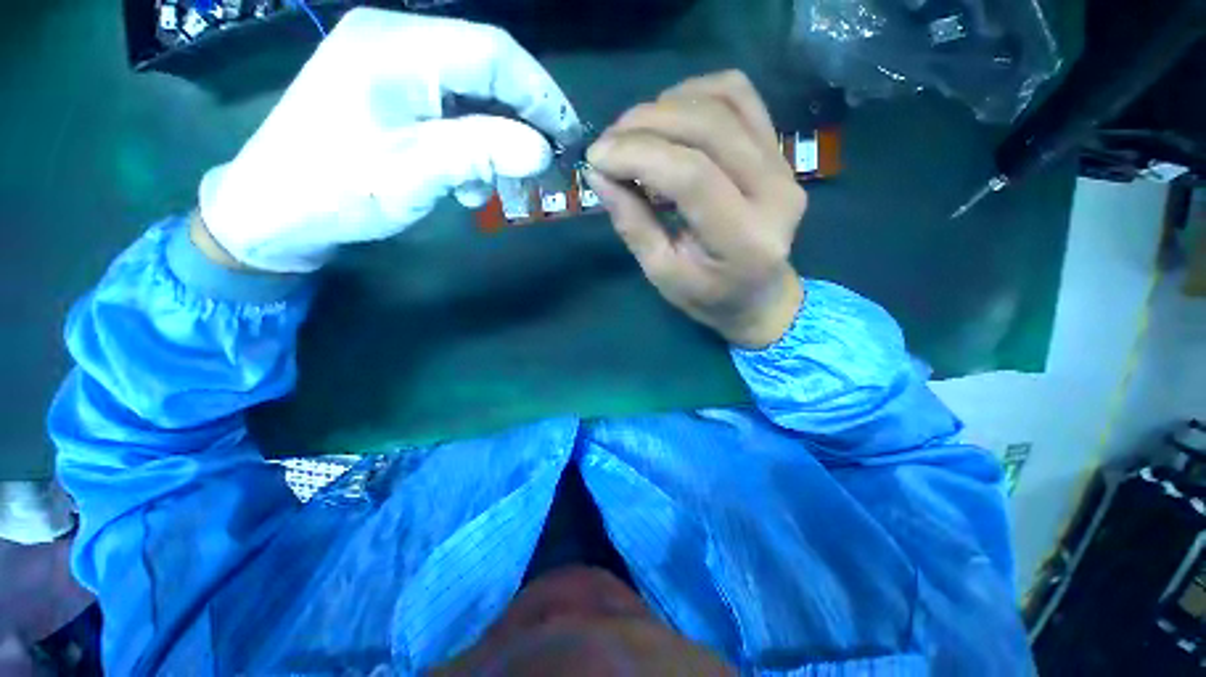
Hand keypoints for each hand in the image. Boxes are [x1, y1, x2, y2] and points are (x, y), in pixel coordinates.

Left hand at [199, 8, 580, 272]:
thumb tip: (544, 150)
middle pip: (485, 70)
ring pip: (471, 95)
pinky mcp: (389, 94)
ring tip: (491, 186)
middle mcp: (396, 40)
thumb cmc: (337, 189)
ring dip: (494, 141)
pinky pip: (450, 111)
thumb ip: (484, 151)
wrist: (272, 212)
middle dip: (521, 121)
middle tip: (541, 165)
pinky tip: (464, 181)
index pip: (495, 53)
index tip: (568, 136)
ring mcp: (390, 66)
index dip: (541, 93)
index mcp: (398, 45)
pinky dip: (470, 146)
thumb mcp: (417, 170)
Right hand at [585, 71, 805, 348]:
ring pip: (726, 100)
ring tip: (634, 131)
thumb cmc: (708, 297)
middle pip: (709, 128)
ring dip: (669, 104)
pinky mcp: (780, 151)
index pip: (691, 176)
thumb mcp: (662, 273)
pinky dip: (697, 93)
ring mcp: (784, 165)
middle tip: (608, 142)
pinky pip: (741, 97)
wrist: (760, 296)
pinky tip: (670, 117)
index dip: (638, 155)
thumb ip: (632, 223)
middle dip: (646, 124)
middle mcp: (775, 193)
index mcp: (743, 240)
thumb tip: (598, 172)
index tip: (597, 158)